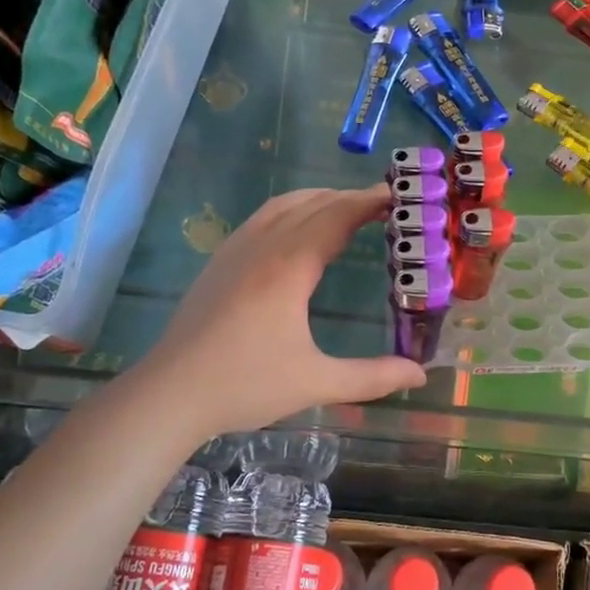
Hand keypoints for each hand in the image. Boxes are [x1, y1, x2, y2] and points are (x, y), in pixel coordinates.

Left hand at [135, 186, 425, 438]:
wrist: (169, 394)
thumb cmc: (244, 385)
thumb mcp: (315, 382)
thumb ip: (371, 377)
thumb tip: (420, 374)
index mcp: (288, 267)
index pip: (336, 216)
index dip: (368, 201)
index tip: (397, 195)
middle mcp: (262, 247)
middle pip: (311, 204)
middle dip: (348, 197)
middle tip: (382, 204)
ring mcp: (235, 251)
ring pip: (282, 205)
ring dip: (317, 199)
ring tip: (345, 209)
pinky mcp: (218, 263)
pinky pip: (262, 219)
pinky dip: (291, 211)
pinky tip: (296, 233)